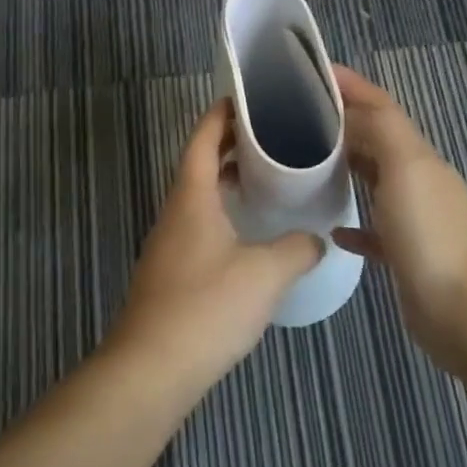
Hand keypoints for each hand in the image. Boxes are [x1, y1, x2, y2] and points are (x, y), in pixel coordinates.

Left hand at [106, 99, 320, 398]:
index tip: (249, 99)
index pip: (203, 138)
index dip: (222, 114)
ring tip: (268, 180)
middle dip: (231, 145)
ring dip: (228, 181)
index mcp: (192, 196)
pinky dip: (224, 213)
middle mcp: (175, 211)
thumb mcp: (265, 274)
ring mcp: (169, 242)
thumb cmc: (207, 307)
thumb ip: (296, 250)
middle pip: (200, 163)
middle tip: (272, 137)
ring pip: (199, 196)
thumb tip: (315, 240)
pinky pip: (200, 224)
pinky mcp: (171, 271)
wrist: (151, 368)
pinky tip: (250, 234)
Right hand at [330, 65, 466, 372]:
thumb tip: (349, 109)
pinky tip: (329, 226)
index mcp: (417, 155)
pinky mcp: (403, 255)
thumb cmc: (430, 233)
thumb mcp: (406, 167)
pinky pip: (372, 229)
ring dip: (343, 167)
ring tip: (300, 163)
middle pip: (375, 140)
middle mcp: (416, 180)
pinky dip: (351, 222)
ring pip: (372, 181)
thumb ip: (380, 129)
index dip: (351, 86)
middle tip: (292, 116)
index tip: (311, 71)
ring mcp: (411, 219)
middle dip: (340, 123)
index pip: (381, 106)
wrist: (465, 311)